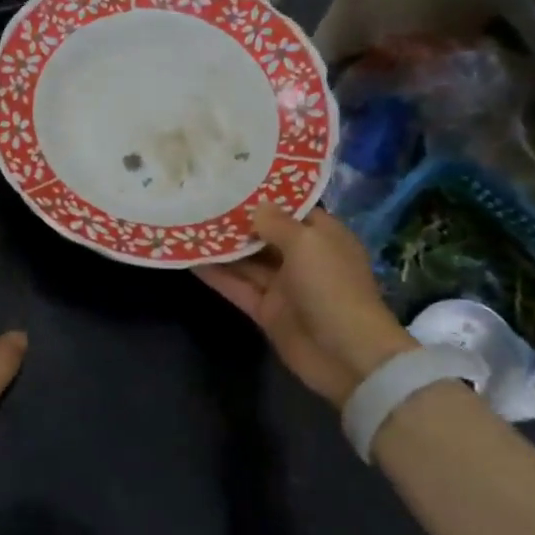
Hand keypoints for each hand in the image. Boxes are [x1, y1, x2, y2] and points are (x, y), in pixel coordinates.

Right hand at [194, 204, 415, 405]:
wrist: (346, 355)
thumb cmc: (332, 286)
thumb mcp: (307, 243)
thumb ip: (277, 223)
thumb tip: (256, 206)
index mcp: (322, 236)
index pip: (291, 209)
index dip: (264, 195)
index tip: (232, 180)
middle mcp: (302, 258)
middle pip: (264, 235)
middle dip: (236, 221)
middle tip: (200, 199)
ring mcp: (283, 287)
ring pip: (247, 262)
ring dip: (221, 248)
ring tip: (188, 225)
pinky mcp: (266, 311)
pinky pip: (238, 287)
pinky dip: (217, 276)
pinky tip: (190, 260)